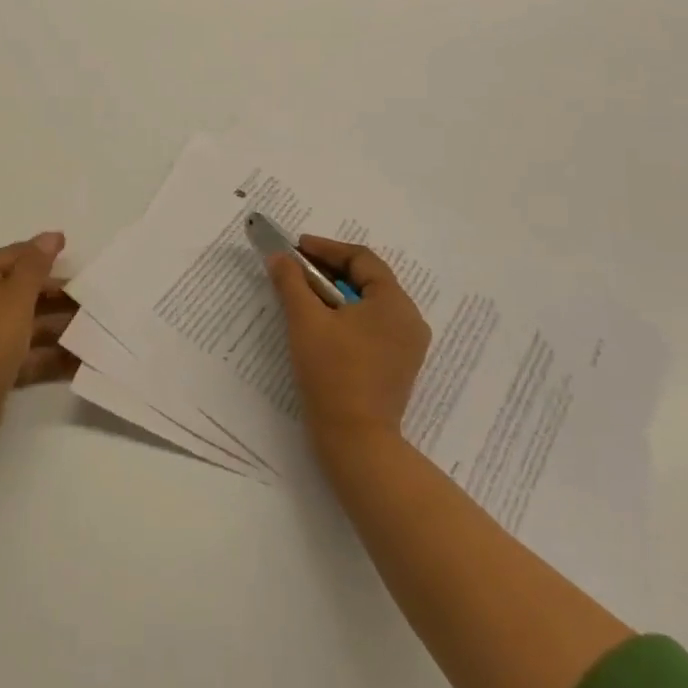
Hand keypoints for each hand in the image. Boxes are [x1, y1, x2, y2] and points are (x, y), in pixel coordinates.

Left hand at [0, 233, 78, 456]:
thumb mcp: (14, 299)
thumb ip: (35, 266)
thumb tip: (51, 235)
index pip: (11, 257)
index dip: (40, 252)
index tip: (73, 253)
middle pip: (21, 292)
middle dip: (56, 295)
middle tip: (92, 298)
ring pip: (28, 325)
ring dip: (59, 327)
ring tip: (95, 330)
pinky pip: (27, 355)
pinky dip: (51, 356)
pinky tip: (81, 360)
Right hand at [266, 236, 431, 456]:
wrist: (356, 440)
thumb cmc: (333, 372)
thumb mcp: (305, 320)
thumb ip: (291, 281)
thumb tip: (279, 257)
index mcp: (394, 302)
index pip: (361, 259)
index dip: (326, 249)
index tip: (296, 248)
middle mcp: (409, 319)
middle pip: (367, 279)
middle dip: (329, 270)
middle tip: (296, 269)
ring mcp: (407, 346)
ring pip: (369, 304)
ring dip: (336, 294)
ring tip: (304, 295)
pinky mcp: (398, 366)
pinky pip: (373, 326)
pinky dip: (347, 316)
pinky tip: (322, 324)